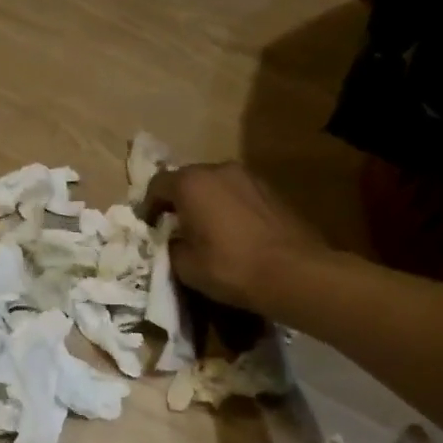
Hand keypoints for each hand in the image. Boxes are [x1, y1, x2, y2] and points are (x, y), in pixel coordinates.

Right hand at [141, 162, 329, 315]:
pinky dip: (229, 207)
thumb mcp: (186, 266)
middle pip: (188, 180)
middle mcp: (219, 170)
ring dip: (206, 202)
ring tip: (205, 229)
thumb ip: (172, 246)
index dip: (148, 206)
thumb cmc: (230, 267)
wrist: (294, 273)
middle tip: (175, 226)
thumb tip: (174, 241)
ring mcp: (250, 178)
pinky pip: (238, 194)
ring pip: (216, 185)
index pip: (157, 185)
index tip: (148, 225)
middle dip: (178, 201)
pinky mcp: (272, 191)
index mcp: (191, 183)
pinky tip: (233, 232)